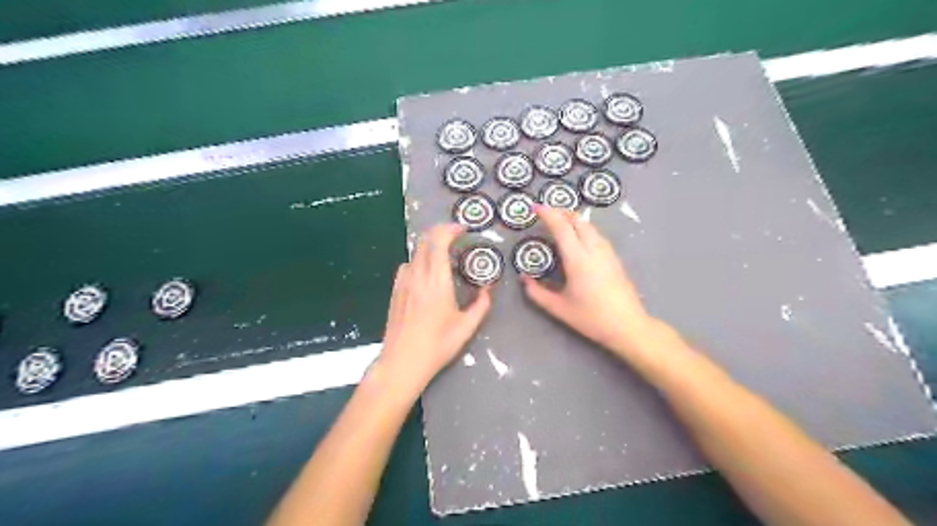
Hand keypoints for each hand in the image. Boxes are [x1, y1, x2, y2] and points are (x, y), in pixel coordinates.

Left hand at [376, 224, 490, 391]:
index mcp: (436, 280)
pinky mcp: (395, 290)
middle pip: (425, 240)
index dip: (450, 229)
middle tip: (456, 236)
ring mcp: (403, 282)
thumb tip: (488, 290)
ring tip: (443, 254)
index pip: (439, 241)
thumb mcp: (466, 327)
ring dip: (430, 246)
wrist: (402, 362)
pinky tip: (426, 273)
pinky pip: (407, 265)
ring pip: (415, 252)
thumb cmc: (437, 345)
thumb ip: (481, 305)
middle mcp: (417, 275)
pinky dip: (419, 260)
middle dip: (441, 232)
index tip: (463, 229)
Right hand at [519, 206, 656, 355]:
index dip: (548, 214)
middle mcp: (594, 250)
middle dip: (561, 211)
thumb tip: (524, 279)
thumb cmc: (591, 318)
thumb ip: (537, 293)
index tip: (536, 207)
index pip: (562, 228)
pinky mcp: (615, 258)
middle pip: (578, 221)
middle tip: (546, 211)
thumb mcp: (559, 309)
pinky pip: (597, 234)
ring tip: (561, 221)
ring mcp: (607, 253)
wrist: (628, 326)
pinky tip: (579, 236)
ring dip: (574, 219)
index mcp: (578, 260)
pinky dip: (584, 228)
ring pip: (590, 226)